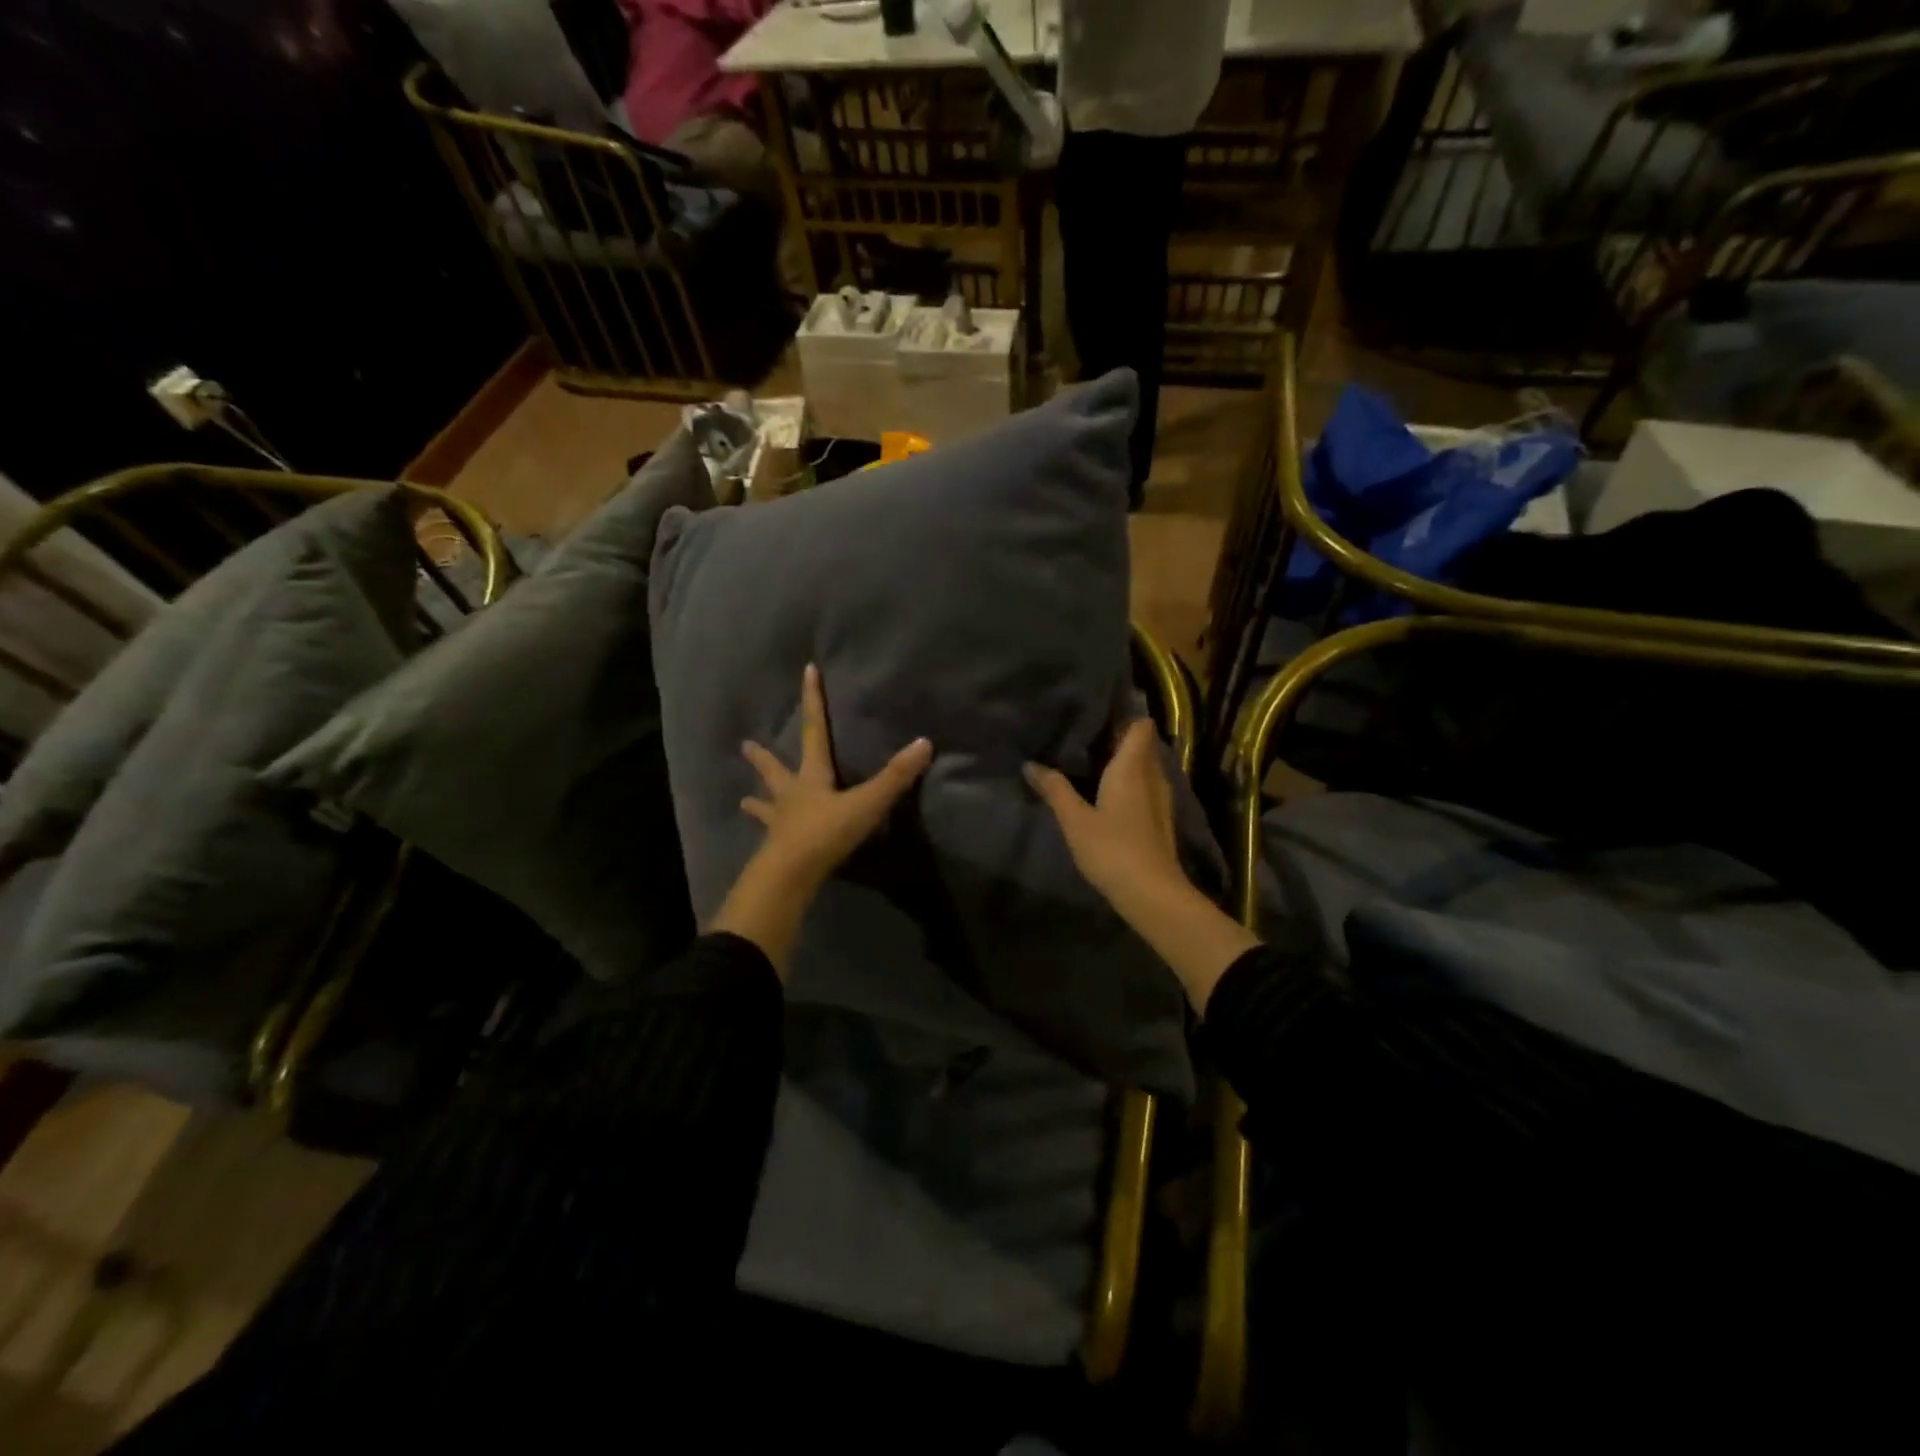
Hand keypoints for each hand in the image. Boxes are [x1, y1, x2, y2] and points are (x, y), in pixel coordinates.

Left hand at [714, 664, 930, 978]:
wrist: (791, 875)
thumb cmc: (826, 833)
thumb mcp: (867, 803)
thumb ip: (895, 777)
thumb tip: (924, 742)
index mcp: (811, 778)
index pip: (814, 730)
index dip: (813, 700)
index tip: (807, 671)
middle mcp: (791, 795)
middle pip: (776, 770)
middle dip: (763, 758)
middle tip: (745, 746)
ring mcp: (780, 824)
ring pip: (767, 807)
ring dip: (758, 802)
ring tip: (743, 800)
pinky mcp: (776, 851)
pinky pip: (771, 839)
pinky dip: (767, 836)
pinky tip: (763, 843)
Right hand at [1025, 718, 1183, 905]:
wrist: (1151, 893)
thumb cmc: (1111, 848)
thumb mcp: (1074, 819)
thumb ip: (1054, 789)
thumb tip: (1030, 764)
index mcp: (1132, 767)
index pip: (1140, 726)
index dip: (1125, 715)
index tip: (1099, 713)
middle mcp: (1152, 775)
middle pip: (1142, 745)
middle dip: (1119, 738)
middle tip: (1086, 737)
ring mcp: (1161, 799)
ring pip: (1146, 767)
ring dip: (1125, 763)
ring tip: (1093, 763)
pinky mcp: (1161, 820)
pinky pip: (1146, 787)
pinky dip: (1130, 784)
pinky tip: (1108, 796)